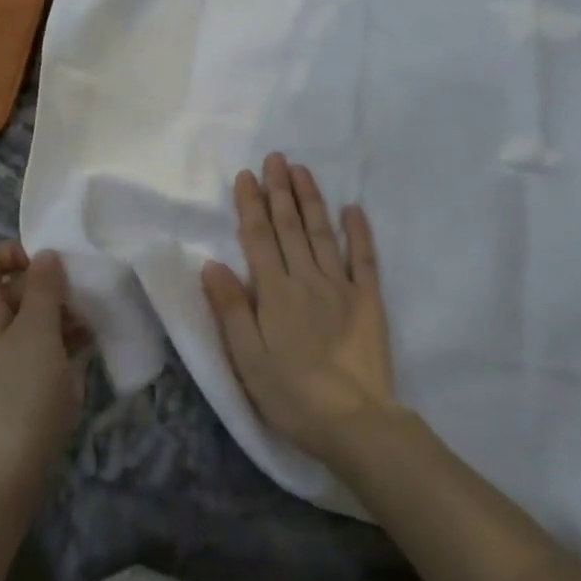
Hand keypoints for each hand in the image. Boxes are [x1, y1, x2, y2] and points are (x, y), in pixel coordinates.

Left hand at [0, 243, 84, 505]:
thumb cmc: (19, 394)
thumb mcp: (38, 332)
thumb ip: (44, 288)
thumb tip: (45, 256)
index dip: (16, 252)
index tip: (54, 266)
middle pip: (9, 290)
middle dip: (49, 290)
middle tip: (86, 302)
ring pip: (24, 323)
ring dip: (57, 320)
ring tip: (92, 331)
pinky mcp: (2, 388)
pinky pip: (27, 352)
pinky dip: (52, 347)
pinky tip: (82, 356)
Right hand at [202, 153, 397, 462]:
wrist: (355, 422)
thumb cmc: (292, 395)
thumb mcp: (247, 359)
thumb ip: (230, 309)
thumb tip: (212, 263)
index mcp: (274, 293)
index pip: (258, 238)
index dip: (251, 205)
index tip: (246, 175)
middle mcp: (306, 279)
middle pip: (290, 227)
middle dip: (280, 190)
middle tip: (276, 158)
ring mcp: (341, 287)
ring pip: (322, 233)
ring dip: (311, 200)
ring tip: (302, 171)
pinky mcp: (368, 301)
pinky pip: (364, 259)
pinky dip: (359, 232)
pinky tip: (353, 209)